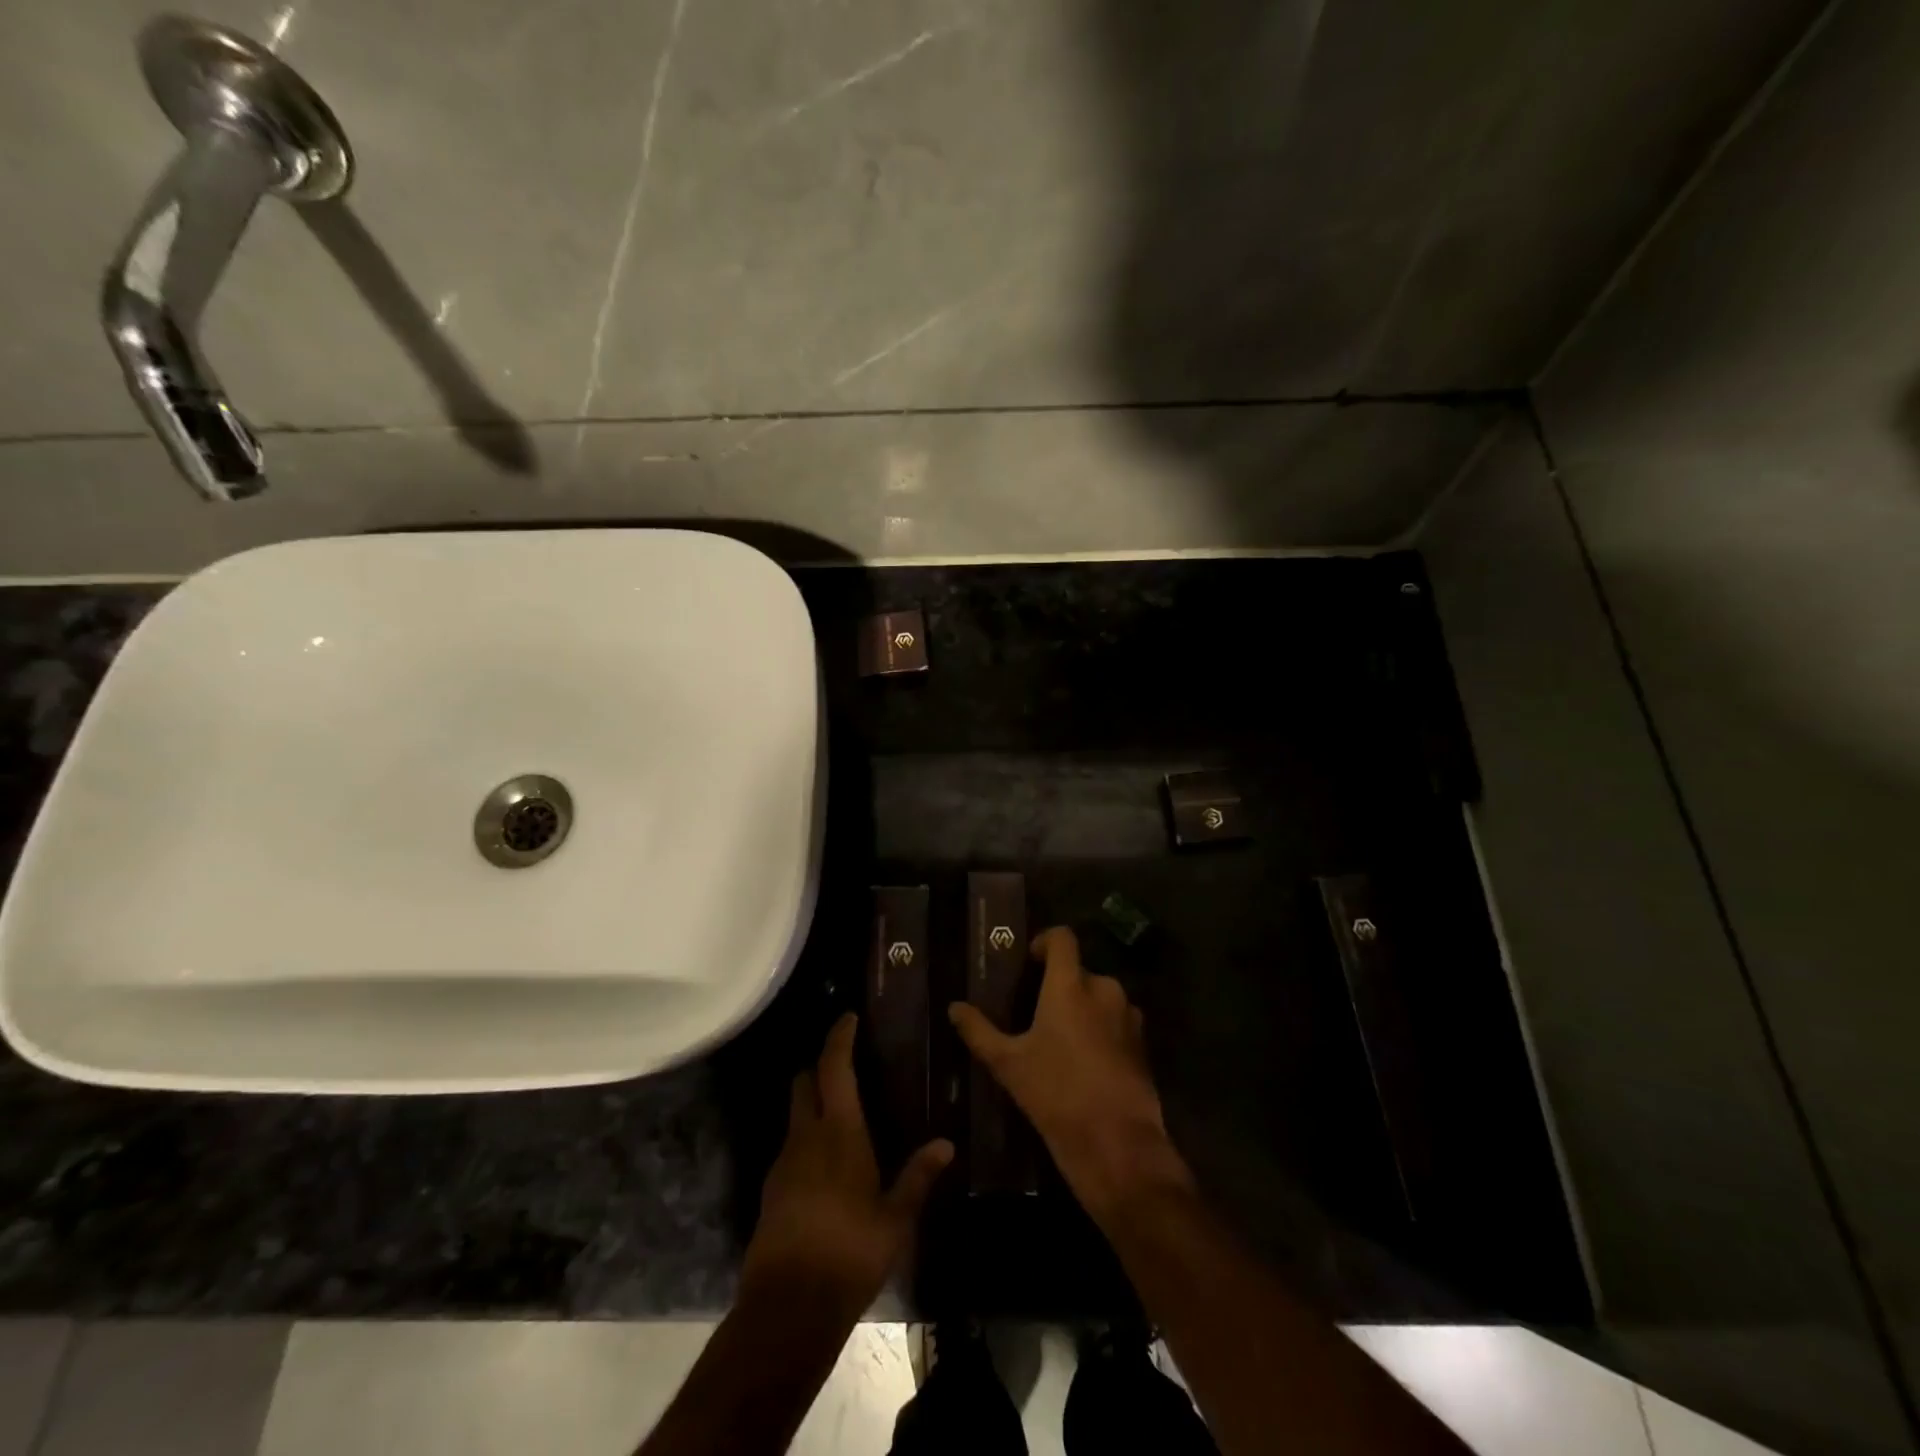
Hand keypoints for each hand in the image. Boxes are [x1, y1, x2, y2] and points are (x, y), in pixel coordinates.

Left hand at [741, 1013, 953, 1317]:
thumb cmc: (850, 1252)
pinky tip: (826, 1162)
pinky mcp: (772, 1189)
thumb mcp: (896, 1218)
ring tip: (841, 1113)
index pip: (834, 1068)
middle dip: (820, 1066)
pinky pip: (790, 1146)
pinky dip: (806, 1138)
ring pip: (795, 1114)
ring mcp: (784, 1162)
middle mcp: (806, 1136)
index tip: (848, 1017)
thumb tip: (947, 1143)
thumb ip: (918, 1176)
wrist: (788, 1307)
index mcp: (840, 1132)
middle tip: (845, 1064)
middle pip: (805, 1082)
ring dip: (813, 1103)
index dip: (839, 1038)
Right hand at [949, 926, 1189, 1215]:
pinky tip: (1083, 1062)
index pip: (1062, 937)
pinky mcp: (1142, 1044)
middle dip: (1059, 985)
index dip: (1045, 941)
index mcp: (1070, 985)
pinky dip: (1100, 1029)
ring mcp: (1128, 1016)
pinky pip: (1116, 1022)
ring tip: (1059, 1039)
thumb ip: (979, 1031)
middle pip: (1079, 971)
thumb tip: (954, 1007)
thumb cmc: (1056, 1094)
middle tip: (1035, 1012)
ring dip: (1081, 1008)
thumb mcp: (1008, 1064)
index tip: (1029, 962)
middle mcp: (1104, 989)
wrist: (1117, 1144)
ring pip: (1100, 997)